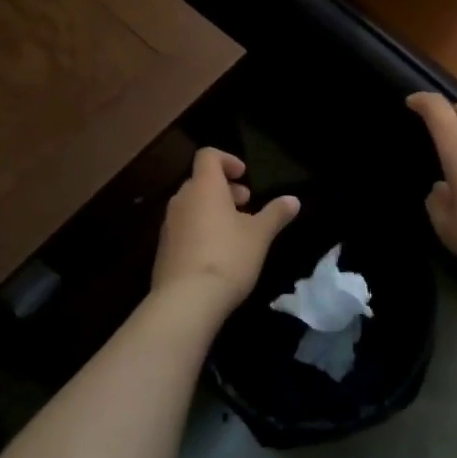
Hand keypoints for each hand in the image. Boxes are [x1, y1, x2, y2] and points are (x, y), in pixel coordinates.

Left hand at [153, 148, 299, 313]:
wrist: (185, 302)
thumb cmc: (228, 257)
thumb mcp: (260, 235)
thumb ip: (275, 214)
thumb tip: (293, 199)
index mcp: (204, 187)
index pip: (208, 156)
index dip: (227, 160)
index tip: (245, 176)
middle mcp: (181, 200)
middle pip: (200, 181)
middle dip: (224, 189)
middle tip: (246, 204)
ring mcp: (168, 226)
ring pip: (191, 206)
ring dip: (212, 210)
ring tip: (235, 232)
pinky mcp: (163, 250)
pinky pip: (183, 228)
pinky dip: (200, 230)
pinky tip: (217, 255)